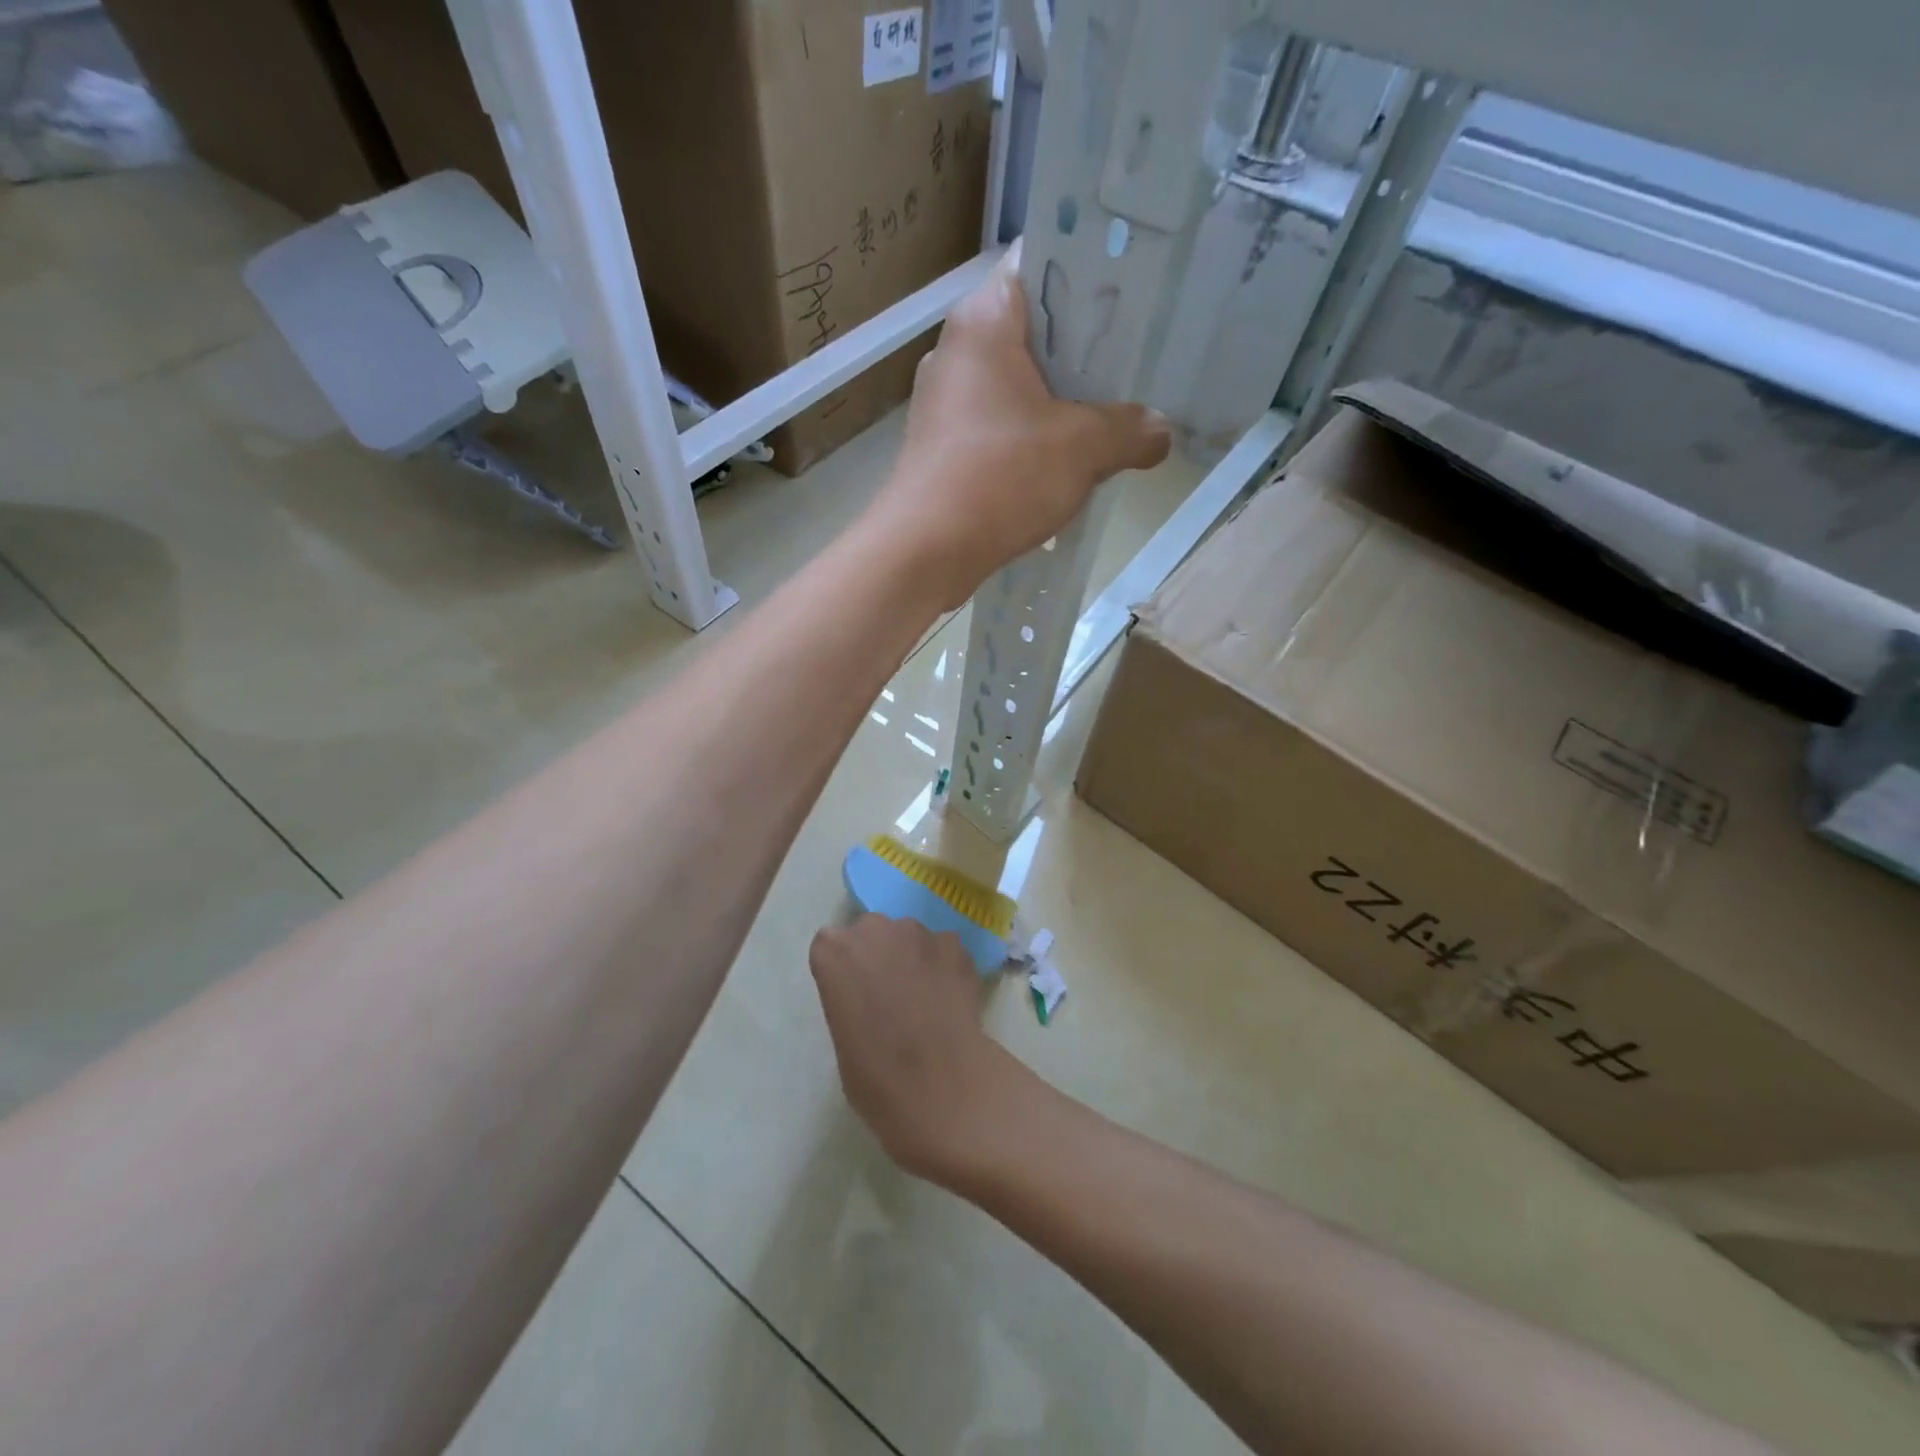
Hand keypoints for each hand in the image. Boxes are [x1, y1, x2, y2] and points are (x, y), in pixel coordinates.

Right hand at [809, 914, 1031, 1186]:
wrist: (939, 1086)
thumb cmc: (876, 1078)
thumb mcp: (844, 1040)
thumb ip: (851, 1003)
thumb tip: (872, 1003)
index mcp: (833, 954)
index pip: (831, 946)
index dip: (844, 970)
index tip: (854, 995)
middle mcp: (874, 930)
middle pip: (872, 932)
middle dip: (879, 955)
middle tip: (890, 996)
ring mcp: (918, 933)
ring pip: (910, 937)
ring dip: (913, 958)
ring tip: (926, 1000)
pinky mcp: (954, 945)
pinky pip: (944, 949)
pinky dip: (945, 966)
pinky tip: (951, 999)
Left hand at [867, 242, 1172, 608]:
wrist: (924, 552)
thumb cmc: (1000, 477)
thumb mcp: (1082, 448)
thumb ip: (1130, 430)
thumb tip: (1159, 430)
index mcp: (983, 321)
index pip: (1042, 263)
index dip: (1092, 273)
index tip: (1136, 294)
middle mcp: (957, 352)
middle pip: (1033, 330)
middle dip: (1085, 348)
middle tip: (1137, 361)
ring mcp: (946, 404)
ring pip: (1017, 384)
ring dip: (1061, 401)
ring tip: (1114, 414)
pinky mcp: (943, 449)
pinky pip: (1000, 427)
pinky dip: (1033, 437)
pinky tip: (1069, 461)